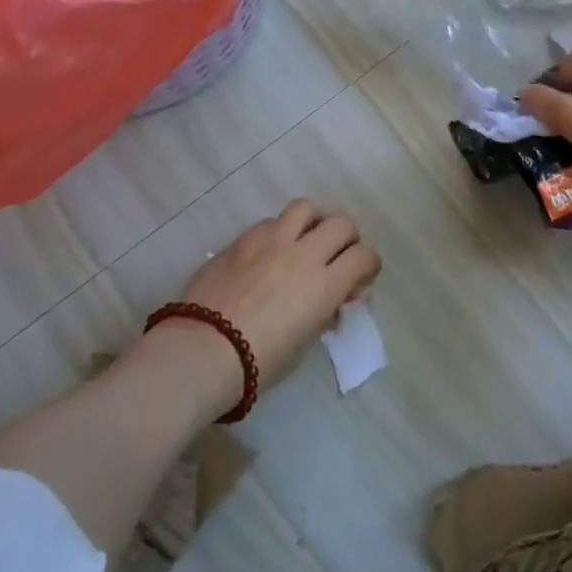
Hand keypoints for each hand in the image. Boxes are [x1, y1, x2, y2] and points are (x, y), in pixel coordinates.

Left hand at [161, 200, 382, 413]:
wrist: (202, 352)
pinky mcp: (242, 239)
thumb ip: (322, 314)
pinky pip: (270, 222)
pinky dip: (279, 232)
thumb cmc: (258, 362)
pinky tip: (269, 252)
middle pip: (341, 223)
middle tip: (336, 255)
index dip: (368, 265)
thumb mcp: (303, 344)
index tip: (359, 279)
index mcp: (325, 285)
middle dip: (347, 238)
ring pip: (305, 208)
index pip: (364, 256)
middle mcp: (304, 254)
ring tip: (305, 239)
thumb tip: (330, 302)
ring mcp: (271, 241)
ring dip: (313, 222)